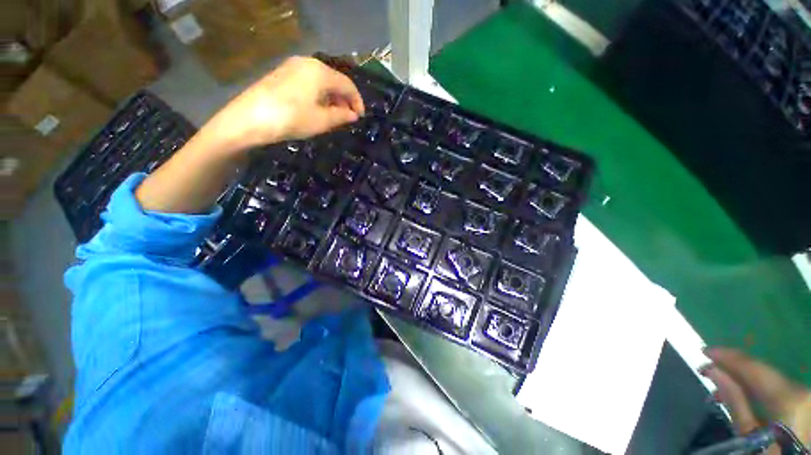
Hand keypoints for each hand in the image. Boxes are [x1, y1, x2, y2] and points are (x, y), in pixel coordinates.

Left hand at [206, 56, 364, 150]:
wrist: (250, 119)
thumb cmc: (291, 119)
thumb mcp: (322, 121)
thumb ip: (342, 116)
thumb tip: (353, 115)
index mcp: (320, 72)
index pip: (348, 85)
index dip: (357, 102)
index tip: (361, 118)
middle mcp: (308, 63)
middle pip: (335, 80)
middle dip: (345, 100)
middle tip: (349, 118)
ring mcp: (293, 66)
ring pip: (322, 81)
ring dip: (332, 98)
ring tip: (335, 116)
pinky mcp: (283, 74)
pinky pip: (309, 82)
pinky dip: (319, 95)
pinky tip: (318, 109)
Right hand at [702, 347, 810, 452]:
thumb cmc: (769, 453)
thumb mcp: (750, 436)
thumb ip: (735, 403)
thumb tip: (713, 371)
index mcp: (788, 398)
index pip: (754, 368)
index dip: (728, 357)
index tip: (704, 351)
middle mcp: (799, 388)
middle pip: (762, 371)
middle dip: (733, 368)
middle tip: (707, 366)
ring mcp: (804, 394)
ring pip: (768, 378)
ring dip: (742, 377)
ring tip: (719, 380)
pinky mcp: (803, 399)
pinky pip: (776, 386)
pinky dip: (756, 385)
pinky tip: (741, 388)